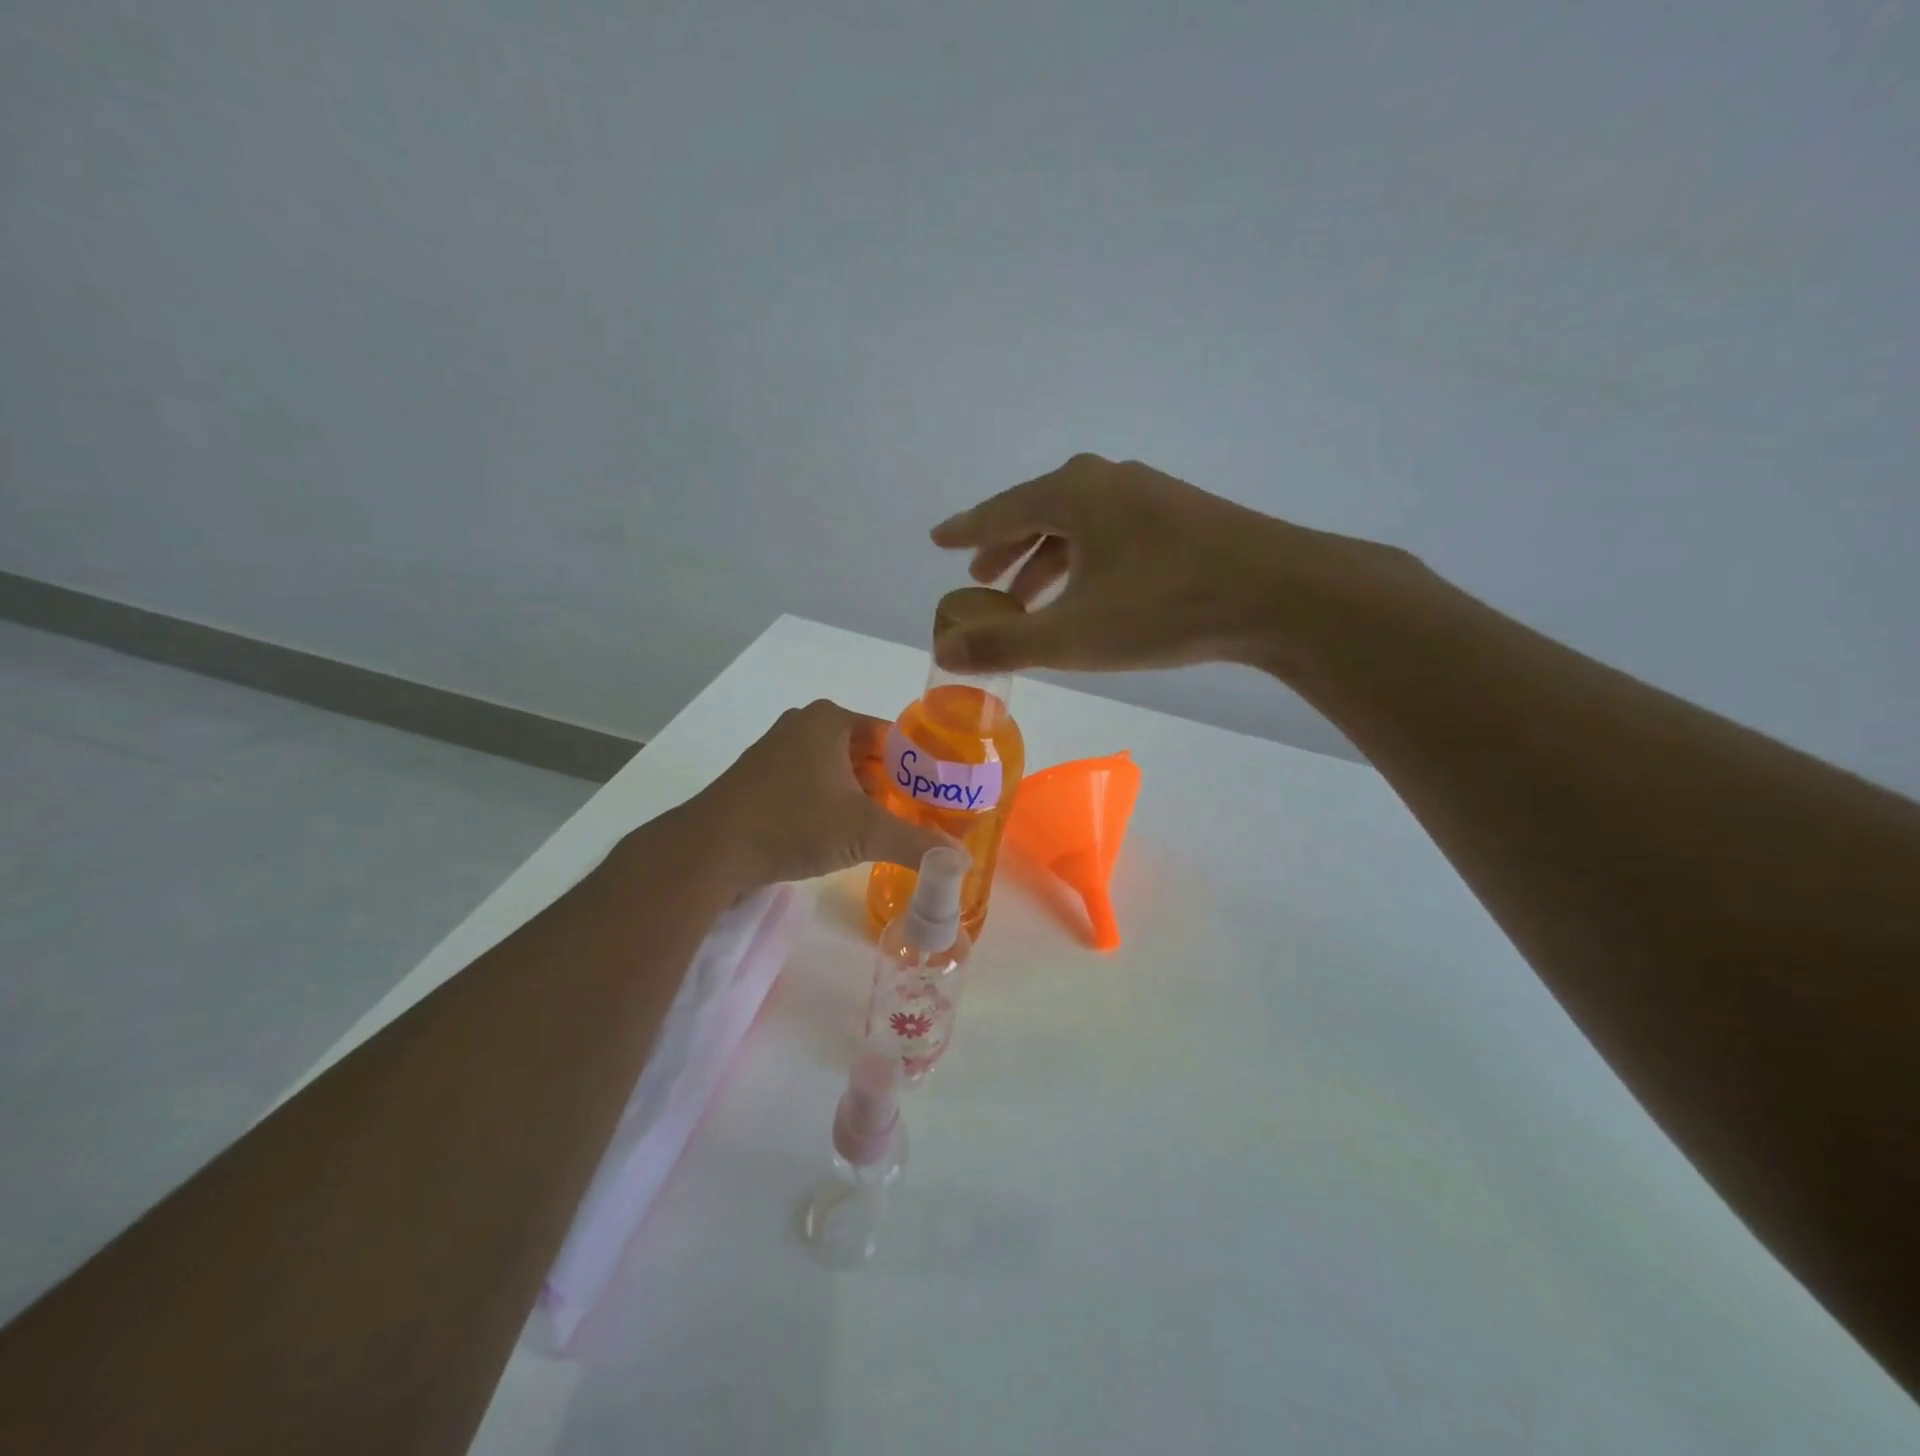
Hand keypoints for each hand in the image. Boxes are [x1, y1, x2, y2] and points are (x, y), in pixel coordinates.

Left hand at [688, 699, 958, 886]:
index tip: (939, 798)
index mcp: (831, 720)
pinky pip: (812, 786)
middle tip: (918, 818)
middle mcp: (804, 725)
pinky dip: (832, 806)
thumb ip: (916, 842)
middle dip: (891, 787)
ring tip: (886, 831)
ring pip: (838, 772)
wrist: (710, 850)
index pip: (893, 737)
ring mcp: (778, 751)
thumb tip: (960, 859)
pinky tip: (843, 837)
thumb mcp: (864, 833)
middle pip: (866, 755)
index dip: (919, 768)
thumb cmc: (793, 824)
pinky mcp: (761, 779)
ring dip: (862, 799)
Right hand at [930, 454, 1420, 681]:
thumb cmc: (1164, 608)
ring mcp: (1149, 495)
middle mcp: (1108, 481)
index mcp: (1074, 492)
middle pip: (1039, 512)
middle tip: (981, 576)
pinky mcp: (1181, 518)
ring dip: (1046, 560)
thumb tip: (942, 651)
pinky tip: (1088, 592)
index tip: (938, 540)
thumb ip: (1003, 644)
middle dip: (1006, 548)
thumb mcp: (1073, 635)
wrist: (1280, 595)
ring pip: (1078, 526)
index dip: (966, 530)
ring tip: (1027, 597)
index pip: (1002, 509)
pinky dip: (1083, 561)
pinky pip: (1110, 534)